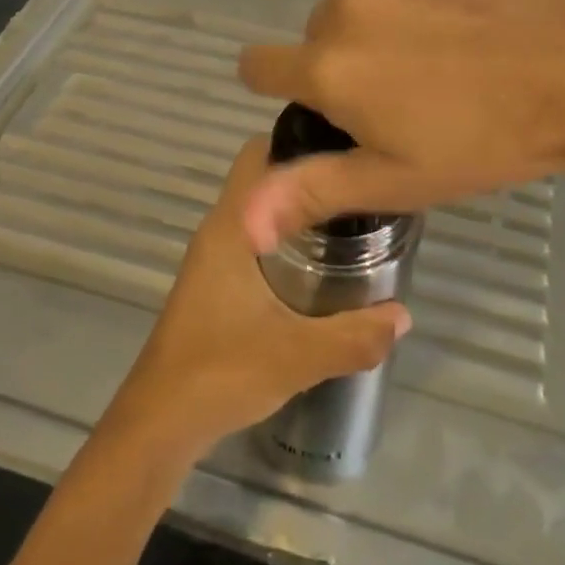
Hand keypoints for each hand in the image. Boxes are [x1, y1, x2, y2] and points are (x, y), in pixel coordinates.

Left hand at [108, 139, 411, 461]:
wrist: (160, 424)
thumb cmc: (221, 371)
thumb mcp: (298, 355)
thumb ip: (355, 336)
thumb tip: (404, 315)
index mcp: (230, 227)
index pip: (259, 153)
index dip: (299, 140)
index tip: (346, 148)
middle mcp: (219, 231)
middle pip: (264, 180)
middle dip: (310, 179)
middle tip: (361, 191)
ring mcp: (213, 259)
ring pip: (261, 213)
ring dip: (299, 214)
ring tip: (352, 224)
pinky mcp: (215, 285)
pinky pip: (256, 242)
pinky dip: (286, 243)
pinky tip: (321, 270)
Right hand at [236, 0, 564, 246]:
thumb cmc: (490, 140)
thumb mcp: (399, 180)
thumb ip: (312, 191)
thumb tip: (240, 224)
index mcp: (329, 64)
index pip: (260, 66)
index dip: (283, 86)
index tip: (324, 102)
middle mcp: (348, 2)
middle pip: (322, 32)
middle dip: (349, 57)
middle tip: (411, 88)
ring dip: (391, 18)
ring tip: (453, 46)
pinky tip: (476, 7)